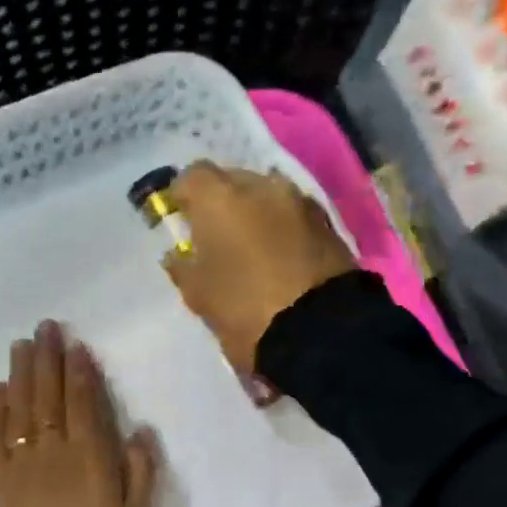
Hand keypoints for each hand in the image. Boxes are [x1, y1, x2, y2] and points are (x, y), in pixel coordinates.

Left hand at [0, 320, 158, 506]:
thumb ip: (140, 469)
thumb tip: (140, 431)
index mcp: (90, 453)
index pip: (83, 401)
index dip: (79, 371)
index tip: (74, 344)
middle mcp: (54, 447)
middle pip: (49, 395)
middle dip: (48, 358)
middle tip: (44, 328)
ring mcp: (24, 461)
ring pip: (22, 408)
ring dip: (21, 374)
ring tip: (20, 345)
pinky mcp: (1, 478)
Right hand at [162, 163, 356, 374]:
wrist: (319, 330)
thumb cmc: (244, 308)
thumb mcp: (198, 294)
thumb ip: (182, 266)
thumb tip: (179, 254)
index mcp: (220, 198)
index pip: (192, 176)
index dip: (183, 195)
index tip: (180, 218)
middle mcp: (261, 186)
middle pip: (232, 179)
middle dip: (221, 201)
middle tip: (215, 234)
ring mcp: (299, 201)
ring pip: (267, 195)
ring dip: (255, 211)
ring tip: (250, 244)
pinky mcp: (328, 222)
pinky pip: (293, 214)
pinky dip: (282, 226)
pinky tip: (280, 253)